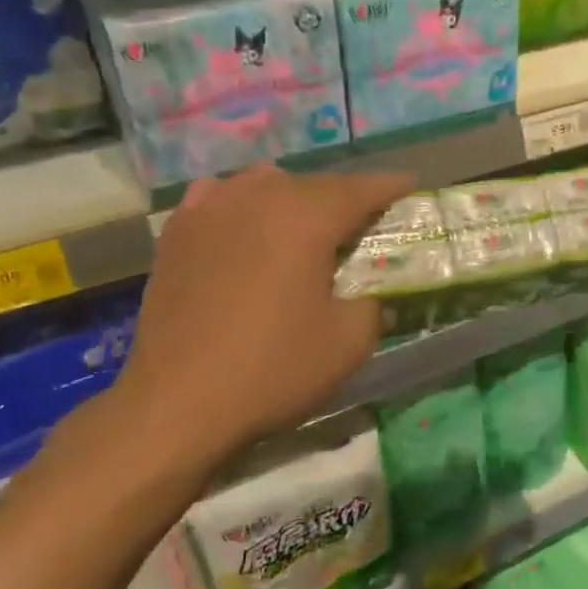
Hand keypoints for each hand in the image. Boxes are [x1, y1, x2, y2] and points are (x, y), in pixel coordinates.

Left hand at [108, 164, 412, 483]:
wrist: (177, 404)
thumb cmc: (273, 369)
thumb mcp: (349, 343)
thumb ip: (372, 304)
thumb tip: (365, 295)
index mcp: (307, 217)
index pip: (361, 188)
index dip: (390, 186)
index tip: (410, 186)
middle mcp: (259, 197)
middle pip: (315, 184)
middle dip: (344, 197)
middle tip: (362, 221)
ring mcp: (212, 209)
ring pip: (266, 184)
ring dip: (293, 198)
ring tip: (304, 224)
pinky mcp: (177, 232)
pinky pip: (219, 198)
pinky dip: (241, 204)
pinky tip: (243, 223)